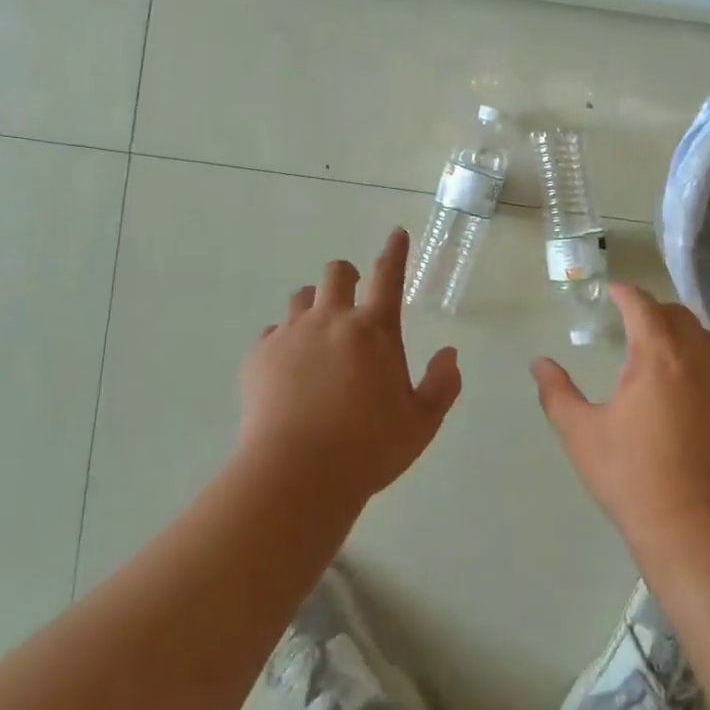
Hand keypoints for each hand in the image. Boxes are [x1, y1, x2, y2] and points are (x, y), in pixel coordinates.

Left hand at [238, 228, 462, 505]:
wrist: (297, 476)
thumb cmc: (369, 448)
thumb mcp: (421, 423)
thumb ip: (442, 385)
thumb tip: (450, 354)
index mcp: (375, 331)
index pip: (388, 275)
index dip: (395, 251)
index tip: (396, 233)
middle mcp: (332, 321)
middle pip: (336, 273)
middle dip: (346, 277)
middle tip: (351, 303)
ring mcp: (291, 335)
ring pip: (301, 297)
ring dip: (314, 306)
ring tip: (318, 338)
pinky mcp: (259, 357)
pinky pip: (271, 333)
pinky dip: (283, 342)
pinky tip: (288, 369)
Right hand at [531, 284, 709, 547]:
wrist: (703, 527)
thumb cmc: (635, 477)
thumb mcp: (582, 435)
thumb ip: (557, 393)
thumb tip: (539, 363)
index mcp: (657, 354)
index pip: (642, 305)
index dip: (625, 293)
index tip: (612, 291)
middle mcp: (698, 356)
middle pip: (677, 314)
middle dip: (653, 310)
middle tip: (631, 320)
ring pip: (704, 338)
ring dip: (680, 332)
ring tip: (660, 348)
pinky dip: (700, 360)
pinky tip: (687, 387)